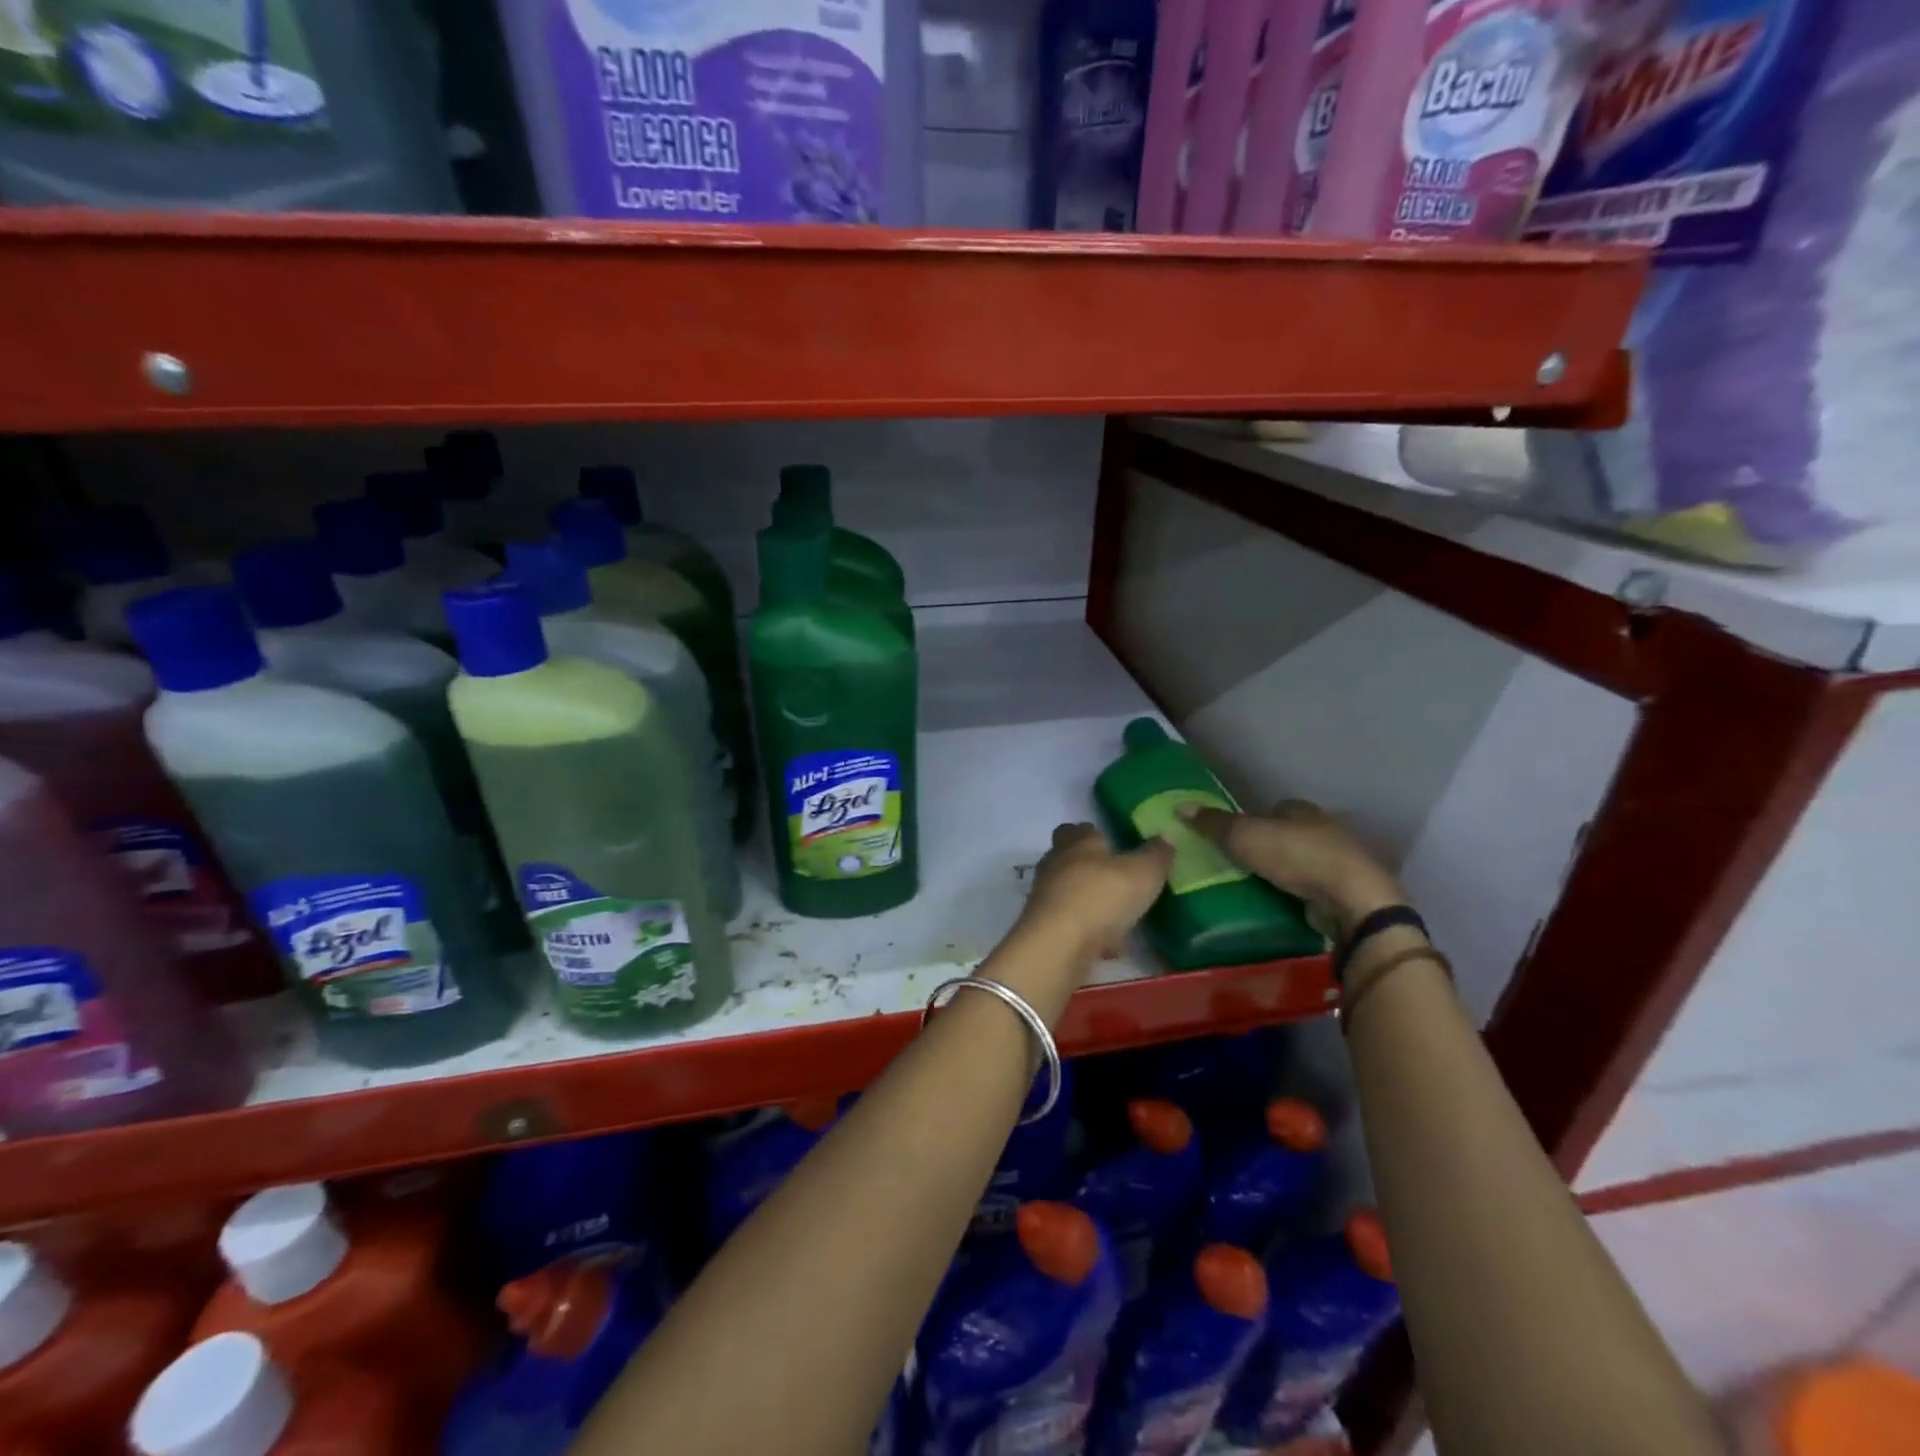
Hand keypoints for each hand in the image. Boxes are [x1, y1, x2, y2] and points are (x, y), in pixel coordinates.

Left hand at [1018, 823, 1172, 961]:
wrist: (1059, 944)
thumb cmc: (1102, 896)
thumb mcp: (1143, 873)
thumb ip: (1156, 855)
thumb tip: (1167, 835)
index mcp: (1077, 842)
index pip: (1079, 828)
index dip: (1096, 835)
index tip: (1115, 845)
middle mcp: (1056, 863)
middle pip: (1070, 859)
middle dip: (1092, 868)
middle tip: (1120, 881)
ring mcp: (1046, 896)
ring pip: (1070, 893)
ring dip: (1091, 903)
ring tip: (1120, 918)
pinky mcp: (1044, 926)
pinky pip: (1071, 923)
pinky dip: (1088, 932)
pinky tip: (1108, 947)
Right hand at [1180, 798, 1401, 934]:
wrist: (1351, 899)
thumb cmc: (1296, 856)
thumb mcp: (1244, 836)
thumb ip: (1213, 823)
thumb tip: (1179, 806)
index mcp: (1301, 810)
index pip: (1272, 809)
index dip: (1253, 820)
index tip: (1234, 837)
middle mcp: (1324, 829)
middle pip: (1288, 833)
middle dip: (1269, 846)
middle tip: (1241, 863)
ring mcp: (1340, 860)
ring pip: (1303, 860)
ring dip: (1286, 870)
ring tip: (1257, 886)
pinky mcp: (1347, 890)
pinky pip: (1315, 887)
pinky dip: (1300, 892)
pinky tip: (1284, 902)